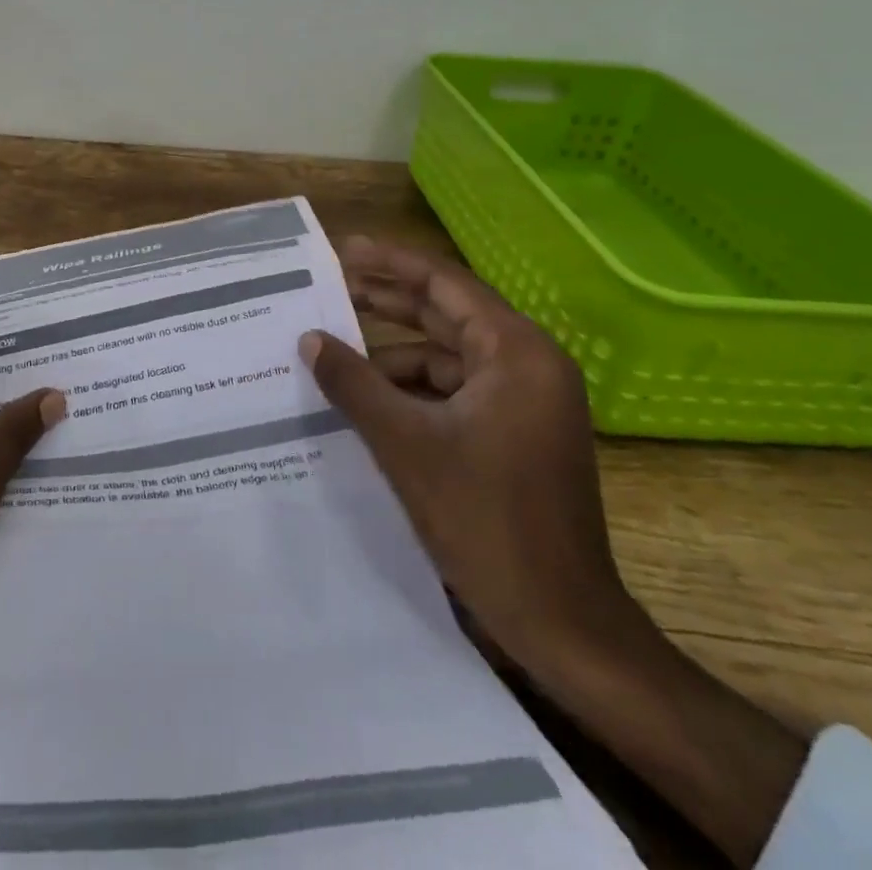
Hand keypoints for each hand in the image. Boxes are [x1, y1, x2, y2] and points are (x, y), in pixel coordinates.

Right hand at [301, 236, 630, 674]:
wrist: (561, 622)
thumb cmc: (486, 521)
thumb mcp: (406, 444)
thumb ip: (354, 383)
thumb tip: (310, 339)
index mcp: (516, 353)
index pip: (445, 284)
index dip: (391, 263)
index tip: (345, 249)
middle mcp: (527, 365)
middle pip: (447, 313)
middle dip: (388, 300)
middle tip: (332, 284)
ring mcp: (524, 401)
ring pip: (448, 355)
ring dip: (394, 352)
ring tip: (337, 350)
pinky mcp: (515, 433)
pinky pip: (455, 390)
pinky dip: (412, 389)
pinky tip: (369, 399)